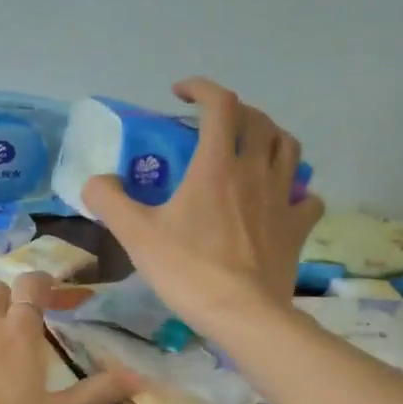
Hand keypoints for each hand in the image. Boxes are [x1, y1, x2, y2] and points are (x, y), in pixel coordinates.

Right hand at [81, 78, 324, 332]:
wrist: (242, 315)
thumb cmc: (188, 270)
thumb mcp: (136, 235)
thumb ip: (109, 200)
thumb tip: (94, 182)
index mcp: (216, 166)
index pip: (220, 104)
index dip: (201, 88)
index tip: (181, 93)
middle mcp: (255, 172)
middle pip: (259, 120)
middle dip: (236, 111)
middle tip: (213, 124)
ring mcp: (283, 199)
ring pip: (289, 149)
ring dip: (270, 138)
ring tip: (251, 148)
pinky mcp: (298, 227)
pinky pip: (308, 198)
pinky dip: (297, 190)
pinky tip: (283, 199)